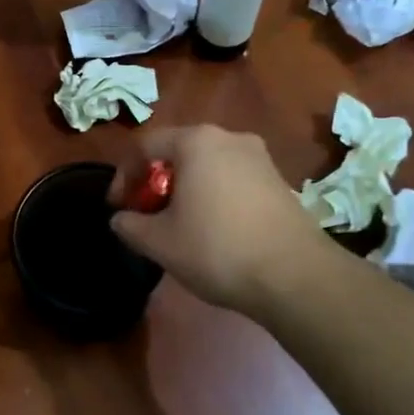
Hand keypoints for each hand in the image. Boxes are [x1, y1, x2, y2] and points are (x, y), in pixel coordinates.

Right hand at [108, 125, 331, 316]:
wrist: (295, 276)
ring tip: (177, 224)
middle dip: (155, 182)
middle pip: (178, 152)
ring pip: (207, 166)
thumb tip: (121, 219)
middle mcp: (229, 138)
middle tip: (146, 214)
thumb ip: (129, 225)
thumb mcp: (159, 242)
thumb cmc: (216, 249)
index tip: (118, 207)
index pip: (145, 146)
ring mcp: (260, 158)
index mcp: (196, 142)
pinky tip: (212, 231)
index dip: (123, 175)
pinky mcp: (279, 182)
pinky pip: (232, 180)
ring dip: (185, 190)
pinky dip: (213, 197)